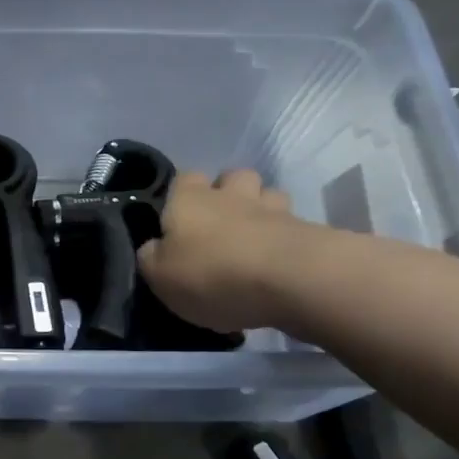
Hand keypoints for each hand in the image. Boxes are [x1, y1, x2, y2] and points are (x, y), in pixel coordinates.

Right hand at [137, 170, 315, 332]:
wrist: (290, 280)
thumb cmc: (212, 274)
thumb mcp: (159, 276)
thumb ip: (151, 257)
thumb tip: (154, 247)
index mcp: (189, 199)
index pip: (183, 178)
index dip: (180, 195)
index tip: (178, 220)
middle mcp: (230, 194)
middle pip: (231, 177)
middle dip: (228, 194)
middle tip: (221, 226)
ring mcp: (273, 209)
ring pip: (268, 195)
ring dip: (262, 210)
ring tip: (256, 239)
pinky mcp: (307, 231)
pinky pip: (293, 226)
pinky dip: (286, 238)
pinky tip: (280, 262)